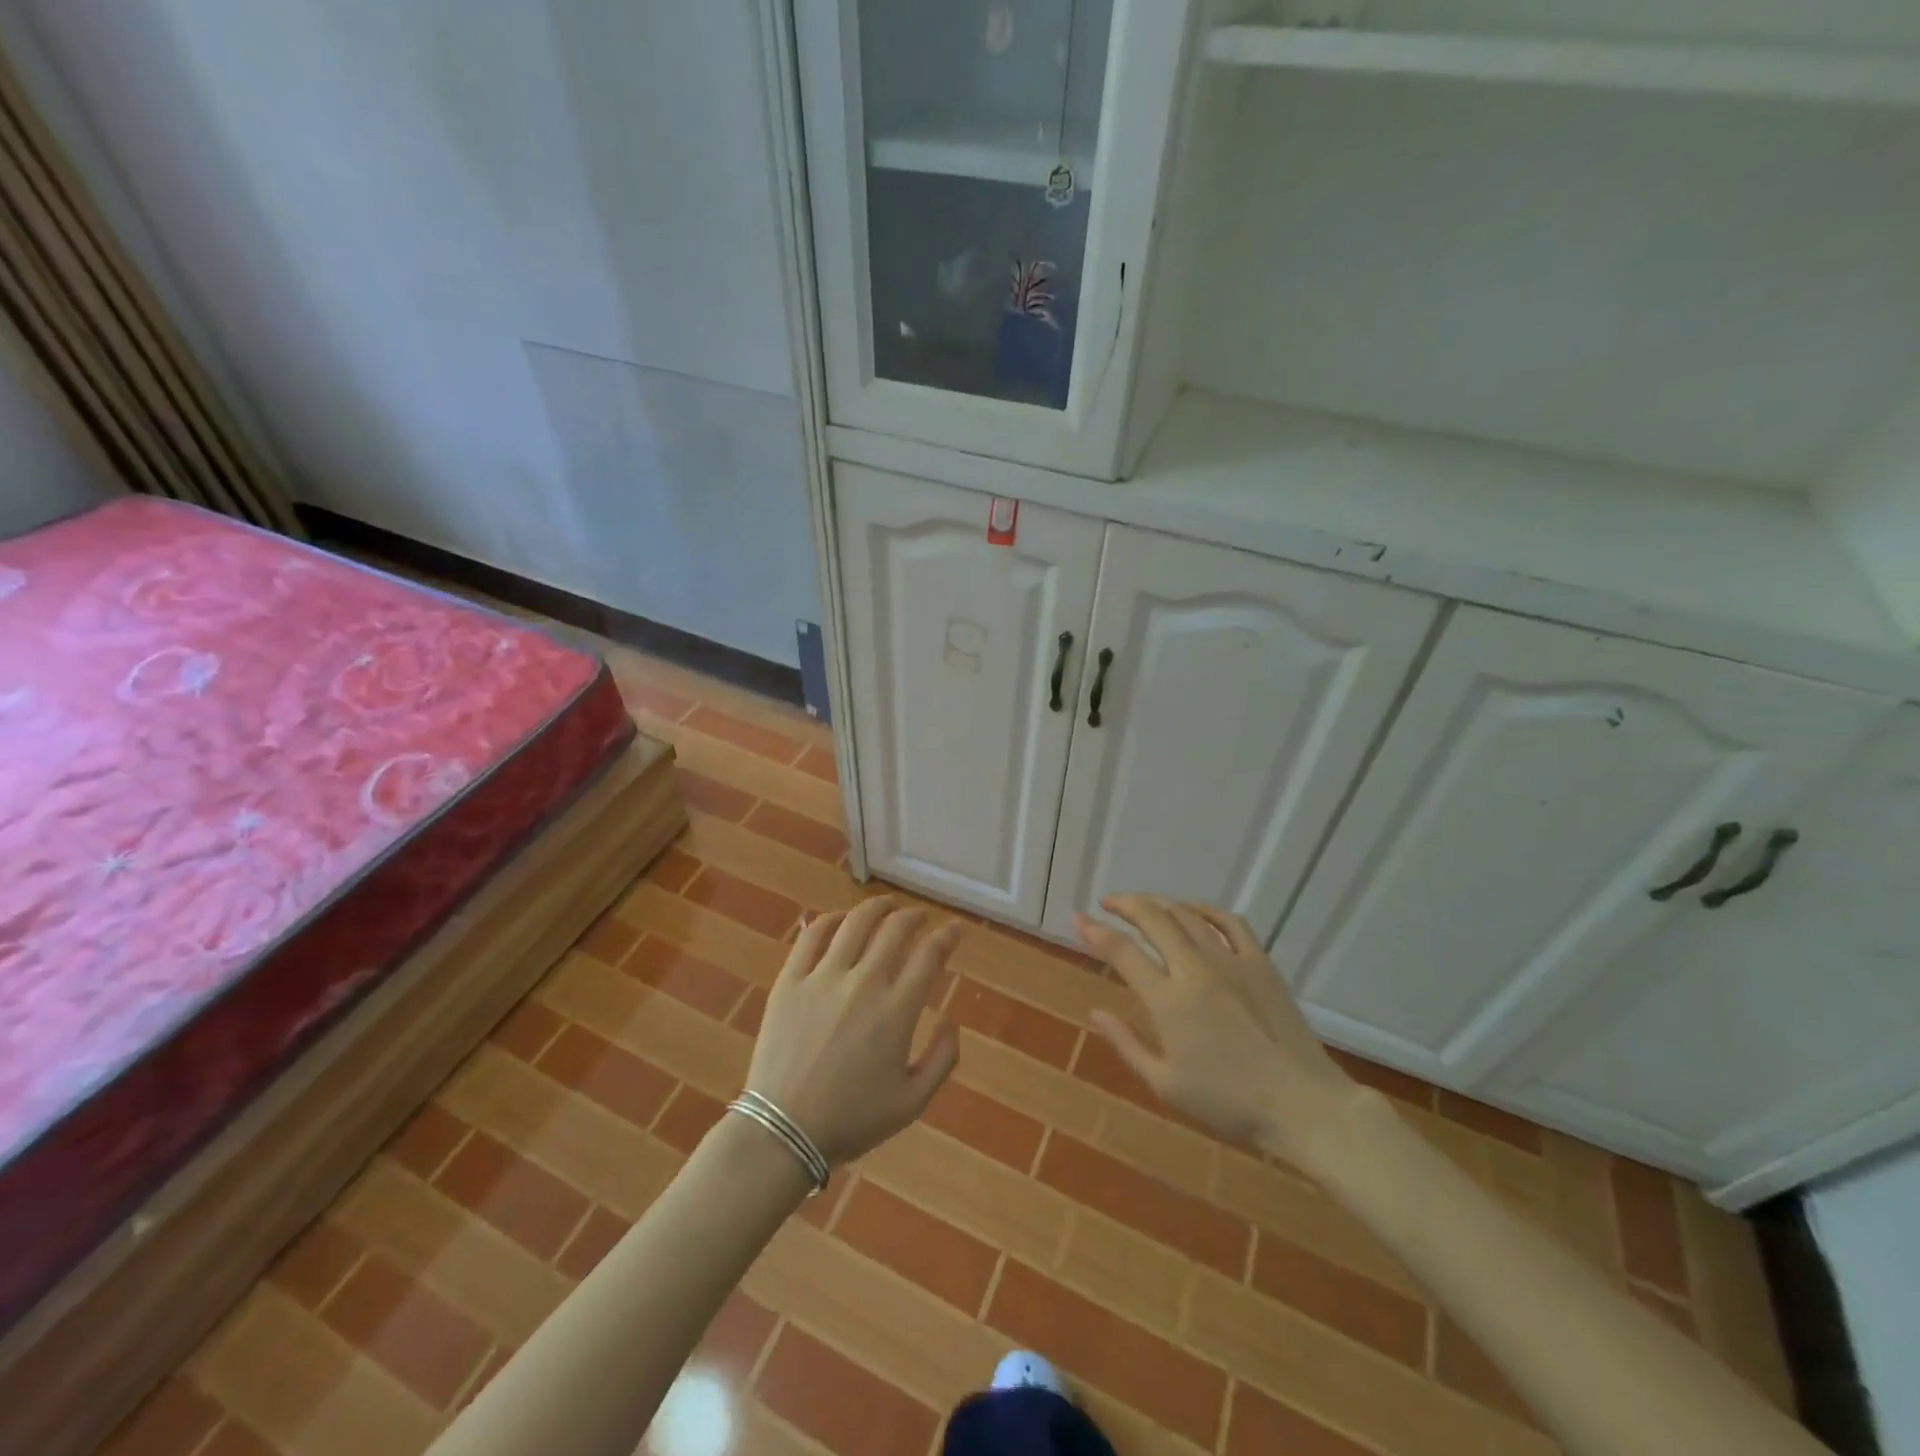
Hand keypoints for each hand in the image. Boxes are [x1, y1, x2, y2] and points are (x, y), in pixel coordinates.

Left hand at [745, 897, 960, 1165]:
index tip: (954, 930)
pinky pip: (812, 936)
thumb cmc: (852, 1120)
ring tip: (885, 905)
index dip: (947, 936)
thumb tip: (952, 1021)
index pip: (930, 954)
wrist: (783, 1132)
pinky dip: (831, 920)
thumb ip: (942, 1060)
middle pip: (895, 929)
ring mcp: (823, 977)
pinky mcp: (790, 980)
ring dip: (876, 908)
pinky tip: (840, 919)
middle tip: (919, 918)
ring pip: (855, 923)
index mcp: (897, 1010)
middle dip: (914, 917)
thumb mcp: (912, 1103)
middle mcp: (864, 982)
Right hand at [1075, 895, 1356, 1162]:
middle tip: (1109, 903)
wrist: (1301, 1104)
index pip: (1122, 951)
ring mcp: (1231, 961)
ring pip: (1187, 914)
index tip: (1079, 919)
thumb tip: (1095, 1013)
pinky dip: (1207, 909)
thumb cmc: (1228, 1103)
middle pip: (1154, 918)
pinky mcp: (1260, 962)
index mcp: (1168, 1000)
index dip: (1096, 931)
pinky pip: (1230, 922)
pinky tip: (1195, 910)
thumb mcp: (1166, 1084)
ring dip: (1160, 902)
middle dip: (1125, 904)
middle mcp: (1195, 969)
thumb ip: (1126, 1044)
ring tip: (1144, 904)